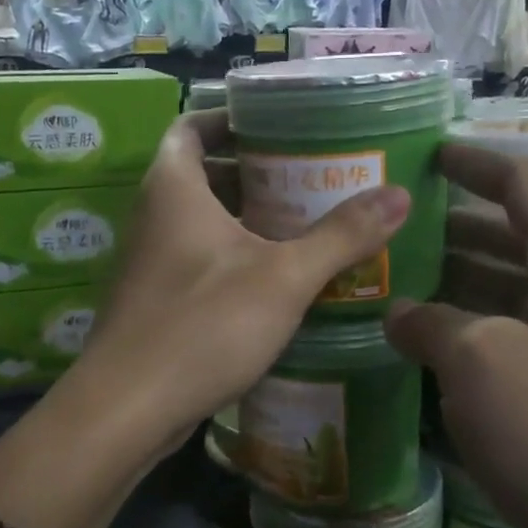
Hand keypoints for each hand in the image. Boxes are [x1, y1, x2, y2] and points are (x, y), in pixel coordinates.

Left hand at [73, 109, 409, 457]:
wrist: (127, 409)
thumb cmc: (203, 325)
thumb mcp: (283, 277)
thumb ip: (341, 235)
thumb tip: (400, 194)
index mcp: (173, 188)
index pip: (192, 126)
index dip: (231, 118)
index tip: (279, 125)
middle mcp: (154, 216)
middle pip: (203, 174)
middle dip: (255, 172)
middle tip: (312, 176)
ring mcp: (151, 262)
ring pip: (203, 222)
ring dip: (249, 219)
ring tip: (307, 223)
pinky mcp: (156, 301)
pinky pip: (199, 261)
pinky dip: (235, 258)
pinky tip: (279, 280)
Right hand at [384, 142, 527, 527]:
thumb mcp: (480, 362)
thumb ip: (431, 323)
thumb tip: (400, 314)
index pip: (522, 185)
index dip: (474, 163)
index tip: (426, 155)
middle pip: (513, 239)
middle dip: (452, 230)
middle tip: (390, 232)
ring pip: (510, 297)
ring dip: (456, 289)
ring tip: (392, 288)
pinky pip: (514, 346)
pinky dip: (471, 340)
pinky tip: (425, 355)